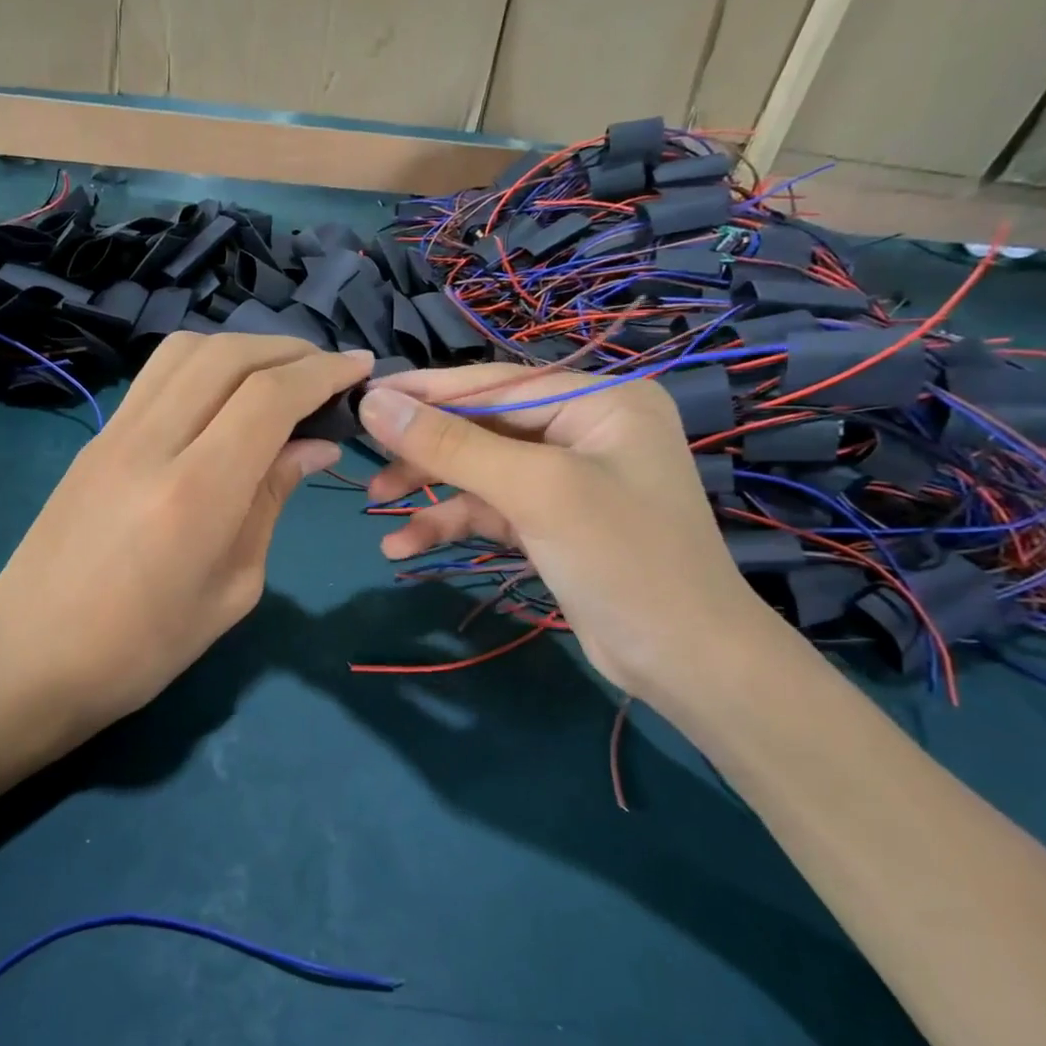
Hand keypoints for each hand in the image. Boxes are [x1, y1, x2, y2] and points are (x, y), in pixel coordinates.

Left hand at [0, 333, 372, 739]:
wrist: (31, 658)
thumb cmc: (144, 648)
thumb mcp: (232, 587)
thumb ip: (271, 502)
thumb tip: (312, 446)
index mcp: (196, 491)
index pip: (269, 396)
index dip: (322, 373)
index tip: (360, 370)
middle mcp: (152, 443)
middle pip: (228, 355)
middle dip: (290, 351)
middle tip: (327, 371)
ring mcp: (114, 434)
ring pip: (185, 351)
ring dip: (243, 348)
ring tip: (278, 375)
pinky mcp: (95, 439)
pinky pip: (156, 377)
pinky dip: (203, 367)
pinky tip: (223, 397)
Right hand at [357, 365, 773, 705]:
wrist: (684, 661)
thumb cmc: (622, 558)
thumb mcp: (534, 491)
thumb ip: (452, 444)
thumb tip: (375, 403)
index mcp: (598, 400)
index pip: (494, 384)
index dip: (424, 392)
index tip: (362, 399)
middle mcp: (584, 429)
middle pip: (483, 427)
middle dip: (425, 451)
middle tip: (366, 465)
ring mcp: (569, 478)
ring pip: (481, 471)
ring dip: (431, 492)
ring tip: (378, 511)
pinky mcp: (553, 522)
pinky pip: (492, 509)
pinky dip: (452, 523)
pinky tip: (406, 546)